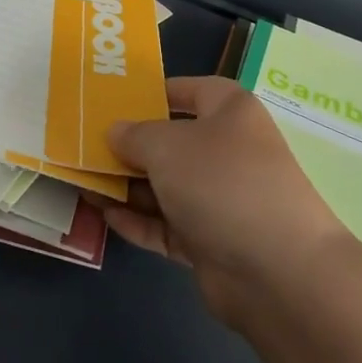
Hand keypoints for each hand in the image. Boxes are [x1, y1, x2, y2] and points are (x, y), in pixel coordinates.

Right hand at [106, 76, 360, 323]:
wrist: (279, 272)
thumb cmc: (222, 183)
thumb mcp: (166, 145)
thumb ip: (133, 135)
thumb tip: (115, 132)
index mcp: (229, 112)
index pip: (189, 90)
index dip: (153, 92)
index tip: (113, 101)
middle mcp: (228, 151)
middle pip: (171, 141)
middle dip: (129, 146)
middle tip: (84, 145)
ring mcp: (221, 199)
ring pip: (165, 186)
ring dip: (126, 186)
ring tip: (83, 182)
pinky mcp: (212, 241)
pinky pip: (167, 224)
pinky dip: (138, 220)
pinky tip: (104, 216)